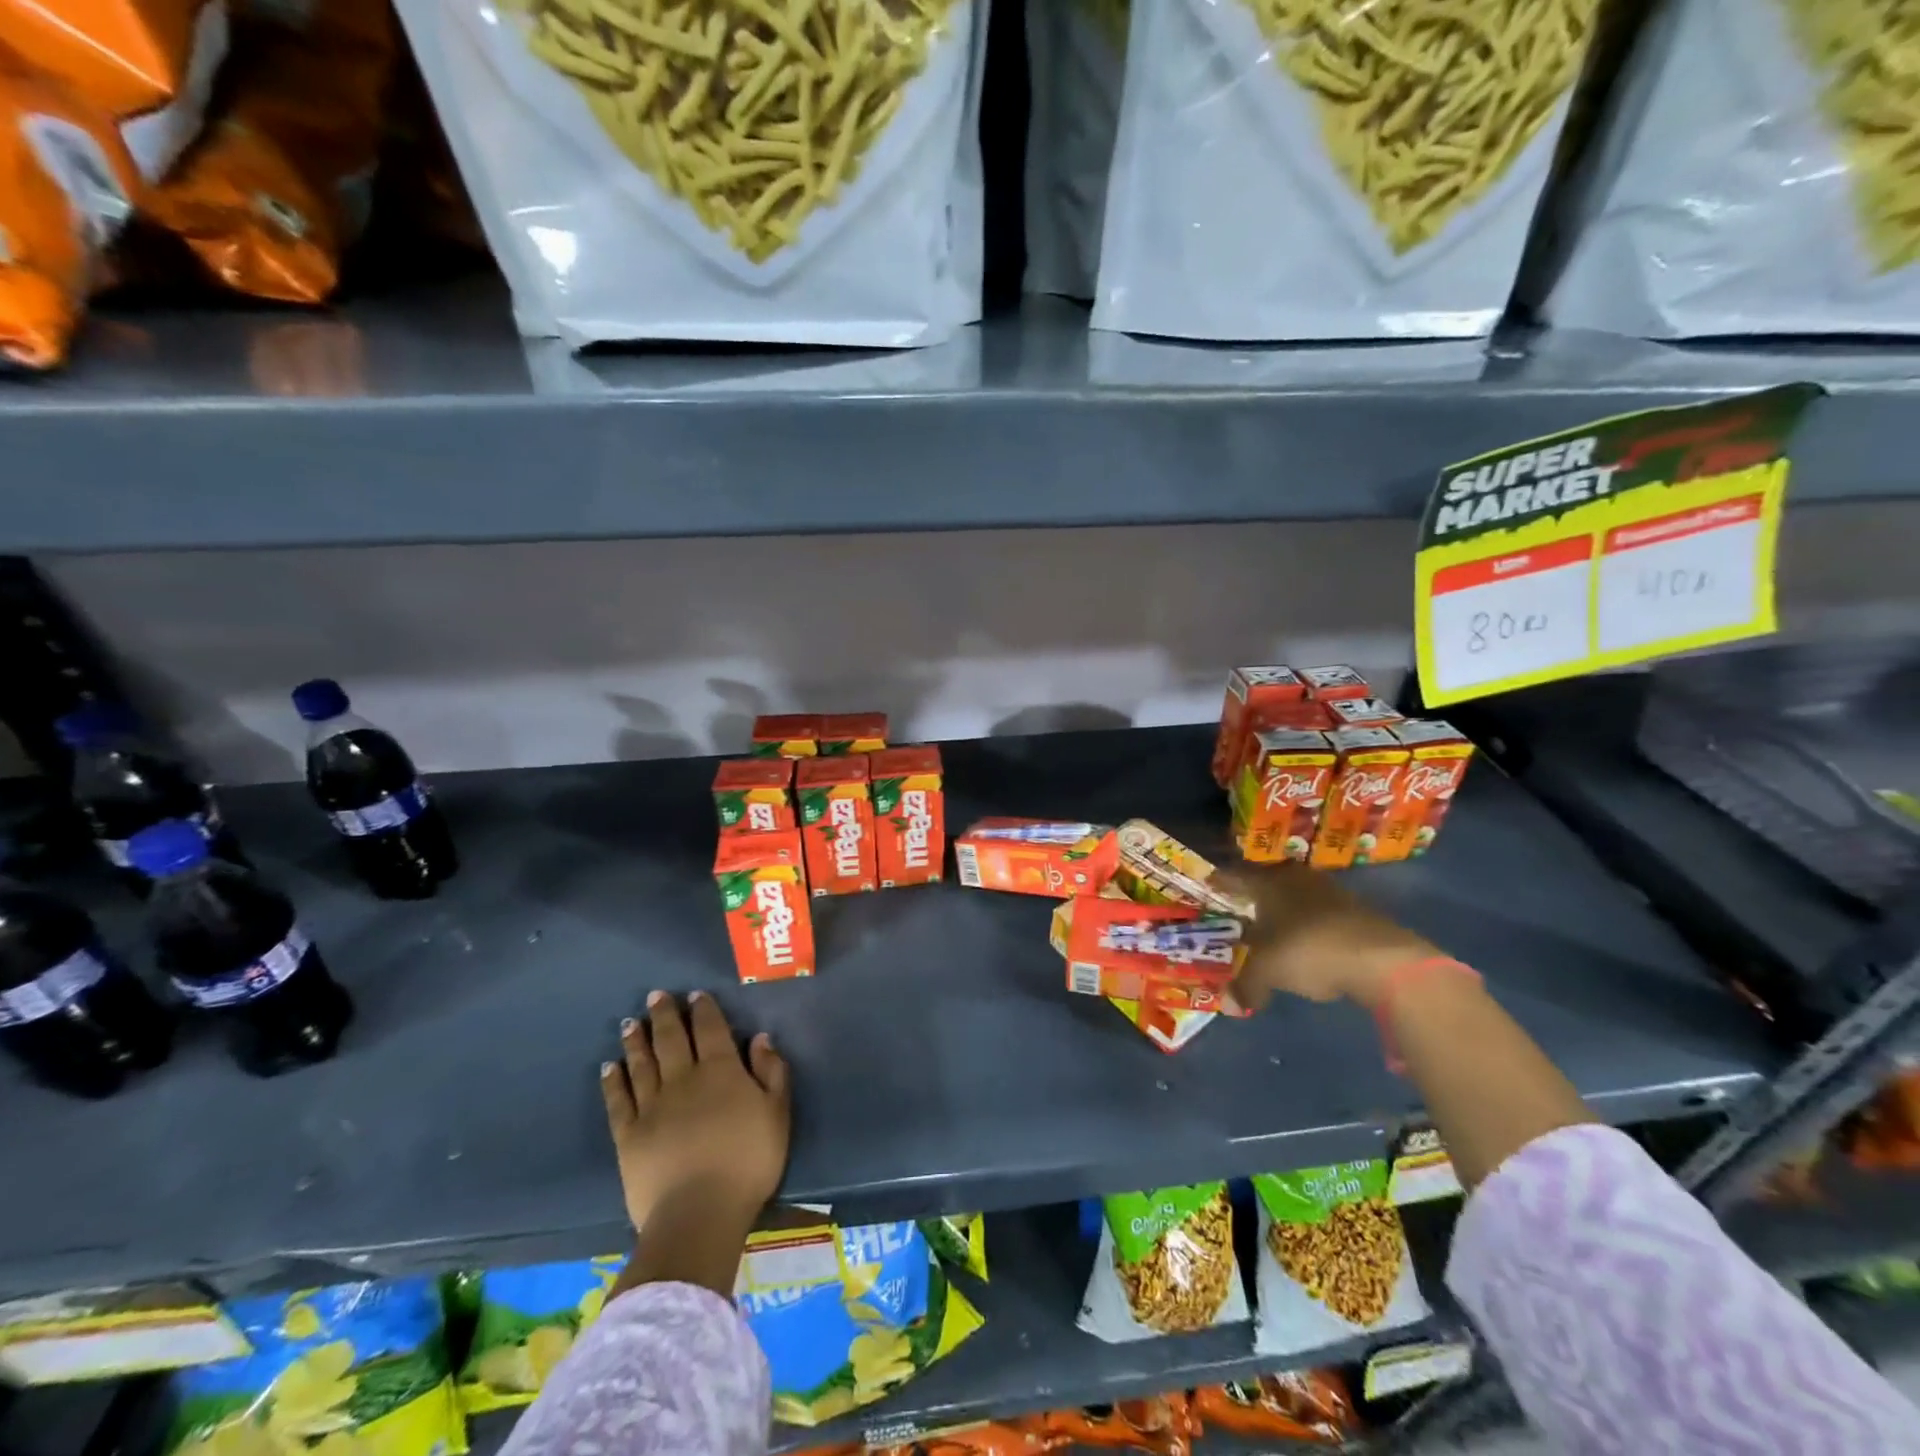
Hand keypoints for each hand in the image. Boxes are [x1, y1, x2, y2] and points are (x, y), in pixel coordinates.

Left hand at [600, 990, 790, 1232]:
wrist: (699, 1213)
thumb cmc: (748, 1161)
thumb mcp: (778, 1113)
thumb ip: (772, 1072)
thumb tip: (760, 1038)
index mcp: (721, 1070)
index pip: (710, 1029)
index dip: (703, 1009)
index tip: (694, 995)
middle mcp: (683, 1078)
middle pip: (671, 1038)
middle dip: (664, 1014)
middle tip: (655, 996)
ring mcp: (652, 1106)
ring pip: (642, 1063)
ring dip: (636, 1040)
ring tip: (629, 1023)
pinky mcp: (629, 1135)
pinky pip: (619, 1100)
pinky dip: (613, 1081)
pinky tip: (609, 1067)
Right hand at [1220, 863, 1439, 1013]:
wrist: (1383, 959)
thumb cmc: (1309, 951)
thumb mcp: (1268, 971)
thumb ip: (1247, 984)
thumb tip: (1230, 1004)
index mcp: (1268, 883)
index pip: (1236, 877)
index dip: (1220, 883)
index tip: (1208, 885)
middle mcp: (1296, 878)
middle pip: (1267, 881)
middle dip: (1253, 895)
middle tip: (1238, 907)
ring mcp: (1330, 892)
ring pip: (1296, 896)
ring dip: (1284, 909)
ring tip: (1270, 926)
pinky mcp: (1356, 911)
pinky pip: (1320, 913)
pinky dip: (1308, 924)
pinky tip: (1306, 942)